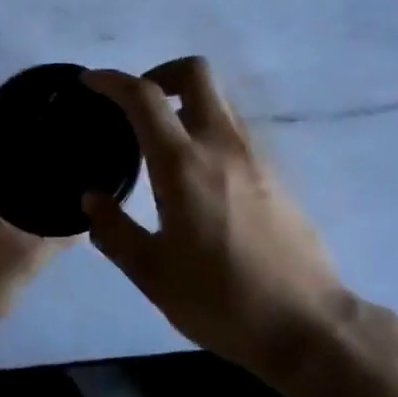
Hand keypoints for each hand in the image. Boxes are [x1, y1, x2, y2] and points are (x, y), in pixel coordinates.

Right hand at [81, 57, 355, 383]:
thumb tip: (92, 197)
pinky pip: (234, 128)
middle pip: (195, 72)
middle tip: (138, 107)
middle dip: (160, 73)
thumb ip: (115, 231)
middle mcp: (221, 144)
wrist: (307, 324)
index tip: (90, 82)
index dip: (112, 80)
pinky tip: (198, 175)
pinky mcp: (275, 171)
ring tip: (163, 143)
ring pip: (218, 98)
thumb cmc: (222, 301)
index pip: (144, 97)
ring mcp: (255, 154)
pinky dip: (208, 128)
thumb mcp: (153, 275)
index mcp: (184, 165)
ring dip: (186, 102)